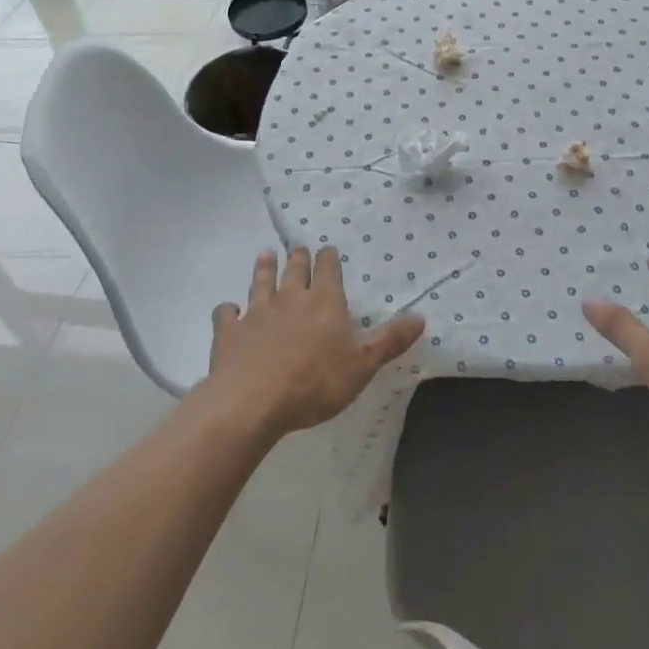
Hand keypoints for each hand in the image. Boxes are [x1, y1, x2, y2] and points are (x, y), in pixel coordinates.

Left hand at [206, 248, 423, 435]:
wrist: (253, 401)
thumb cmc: (315, 383)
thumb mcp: (363, 365)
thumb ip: (390, 341)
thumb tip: (421, 317)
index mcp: (325, 302)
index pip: (328, 270)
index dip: (328, 259)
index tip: (327, 249)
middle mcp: (290, 299)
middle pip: (294, 270)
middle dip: (298, 258)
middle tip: (297, 248)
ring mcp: (256, 312)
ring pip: (261, 282)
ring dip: (264, 268)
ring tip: (265, 254)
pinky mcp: (230, 331)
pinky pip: (226, 314)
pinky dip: (228, 310)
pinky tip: (229, 310)